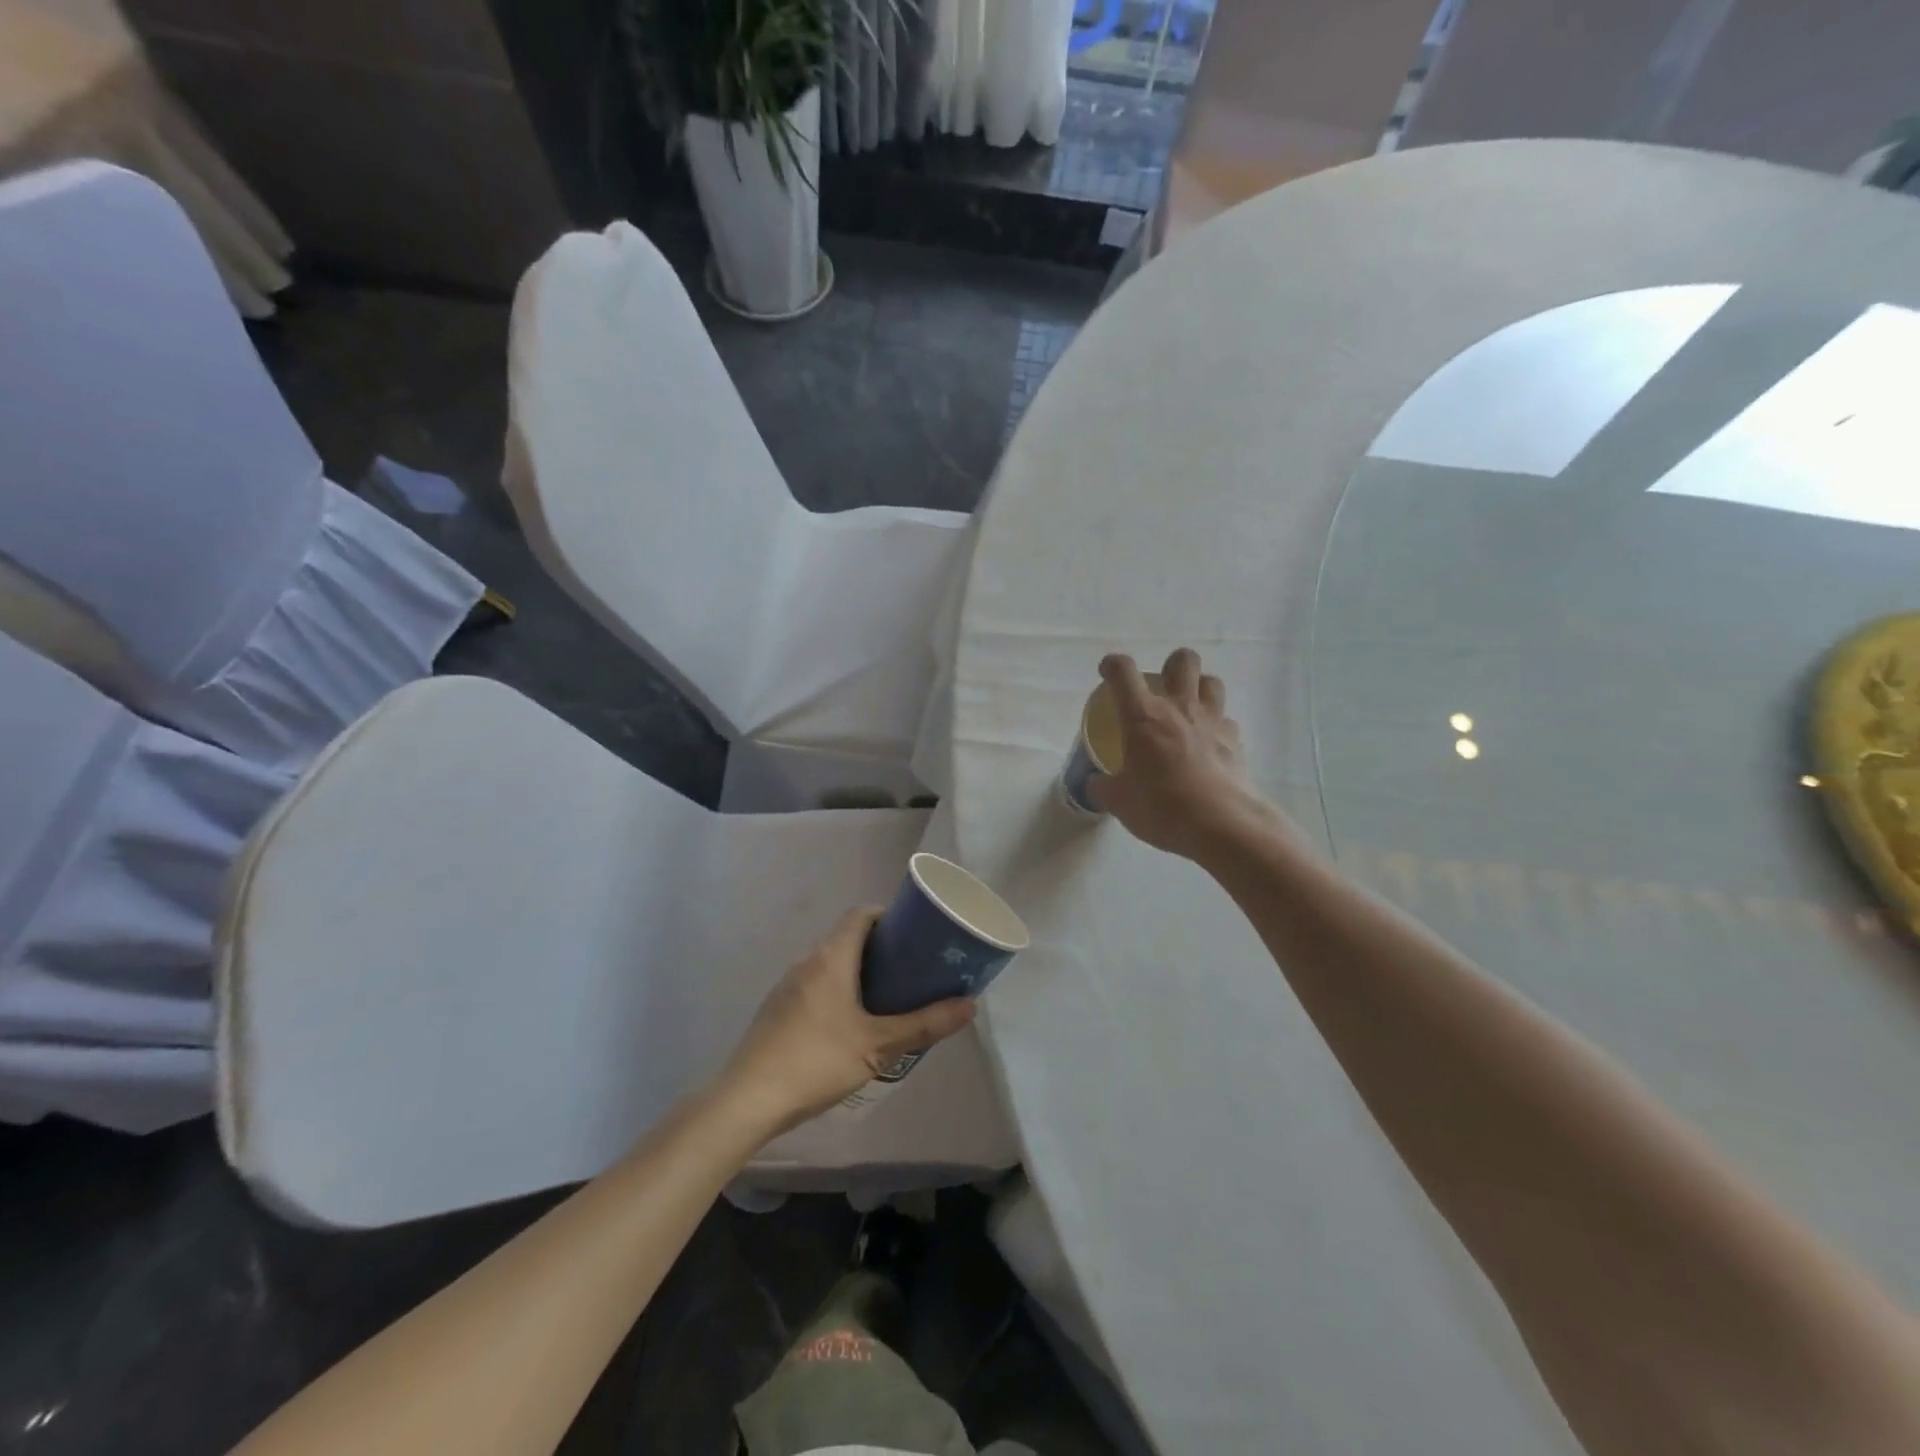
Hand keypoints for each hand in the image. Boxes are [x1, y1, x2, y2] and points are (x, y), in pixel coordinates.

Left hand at [718, 907, 976, 1136]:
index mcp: (831, 957)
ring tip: (888, 998)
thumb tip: (970, 1005)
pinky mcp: (778, 1010)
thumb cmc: (817, 1060)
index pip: (861, 915)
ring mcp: (788, 986)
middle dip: (880, 949)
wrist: (748, 1100)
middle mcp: (807, 961)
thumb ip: (924, 1025)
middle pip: (847, 938)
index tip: (914, 934)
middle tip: (911, 970)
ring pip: (830, 964)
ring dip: (858, 972)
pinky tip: (851, 1025)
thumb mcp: (878, 1046)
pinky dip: (838, 991)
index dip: (888, 917)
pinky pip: (815, 986)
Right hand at [1089, 648, 1275, 860]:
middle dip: (1171, 665)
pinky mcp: (1235, 741)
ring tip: (1188, 709)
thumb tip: (1096, 783)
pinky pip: (1226, 720)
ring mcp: (1212, 721)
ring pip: (1212, 682)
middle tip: (1161, 687)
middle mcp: (1179, 708)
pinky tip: (1208, 745)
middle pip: (1183, 660)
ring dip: (1200, 688)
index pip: (1123, 672)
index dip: (1112, 665)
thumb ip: (1103, 787)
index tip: (1107, 673)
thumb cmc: (1161, 807)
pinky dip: (1216, 726)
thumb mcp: (1118, 802)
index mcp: (1142, 716)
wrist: (1222, 825)